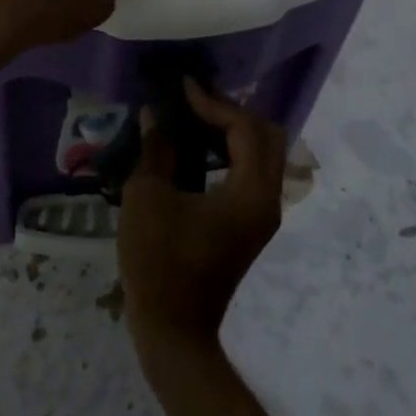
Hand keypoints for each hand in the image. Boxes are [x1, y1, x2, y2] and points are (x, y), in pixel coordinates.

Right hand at [120, 80, 286, 355]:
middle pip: (267, 136)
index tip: (183, 87)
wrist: (173, 329)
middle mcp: (268, 200)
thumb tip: (154, 114)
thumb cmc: (158, 261)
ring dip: (235, 131)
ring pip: (264, 155)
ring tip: (195, 118)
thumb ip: (156, 149)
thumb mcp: (148, 198)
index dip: (214, 102)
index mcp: (250, 193)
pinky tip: (200, 149)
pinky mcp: (251, 225)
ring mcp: (263, 215)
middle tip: (195, 100)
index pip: (245, 128)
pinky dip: (233, 153)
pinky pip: (253, 173)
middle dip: (233, 111)